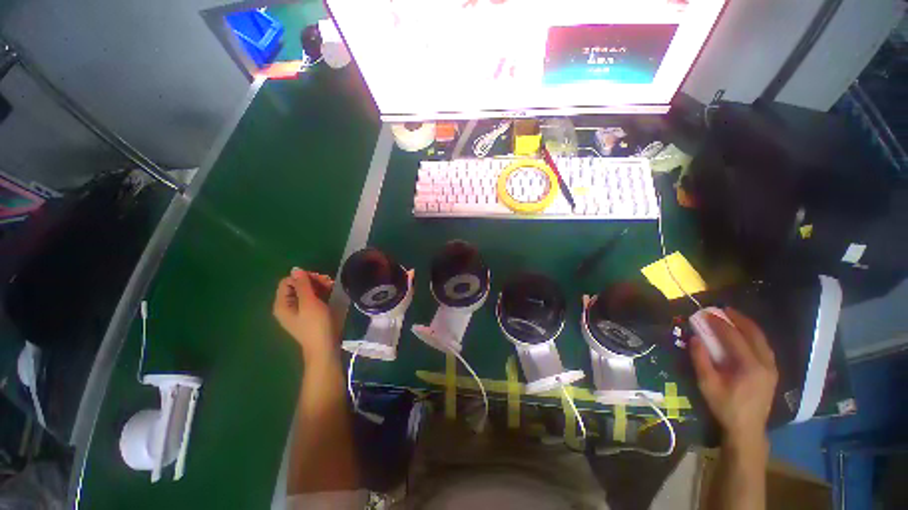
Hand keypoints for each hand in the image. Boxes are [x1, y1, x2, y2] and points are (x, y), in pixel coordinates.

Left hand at [273, 268, 337, 360]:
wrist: (324, 347)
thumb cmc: (316, 325)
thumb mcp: (309, 303)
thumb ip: (303, 285)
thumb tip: (295, 269)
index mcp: (282, 304)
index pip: (288, 281)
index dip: (303, 277)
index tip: (320, 279)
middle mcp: (287, 306)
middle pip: (297, 286)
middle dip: (313, 281)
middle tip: (329, 282)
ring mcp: (298, 311)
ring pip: (306, 291)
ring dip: (319, 286)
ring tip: (332, 287)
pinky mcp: (308, 315)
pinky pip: (311, 299)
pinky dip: (320, 294)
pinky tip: (331, 294)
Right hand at [690, 308, 777, 449]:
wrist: (747, 429)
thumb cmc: (725, 406)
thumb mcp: (708, 384)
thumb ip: (701, 360)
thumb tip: (695, 338)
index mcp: (750, 367)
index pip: (734, 337)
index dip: (720, 324)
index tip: (707, 313)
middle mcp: (765, 364)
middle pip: (754, 334)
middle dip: (739, 319)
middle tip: (724, 309)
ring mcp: (772, 368)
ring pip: (763, 340)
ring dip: (749, 326)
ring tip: (735, 317)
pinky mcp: (772, 372)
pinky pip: (765, 347)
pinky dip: (755, 336)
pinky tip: (746, 334)